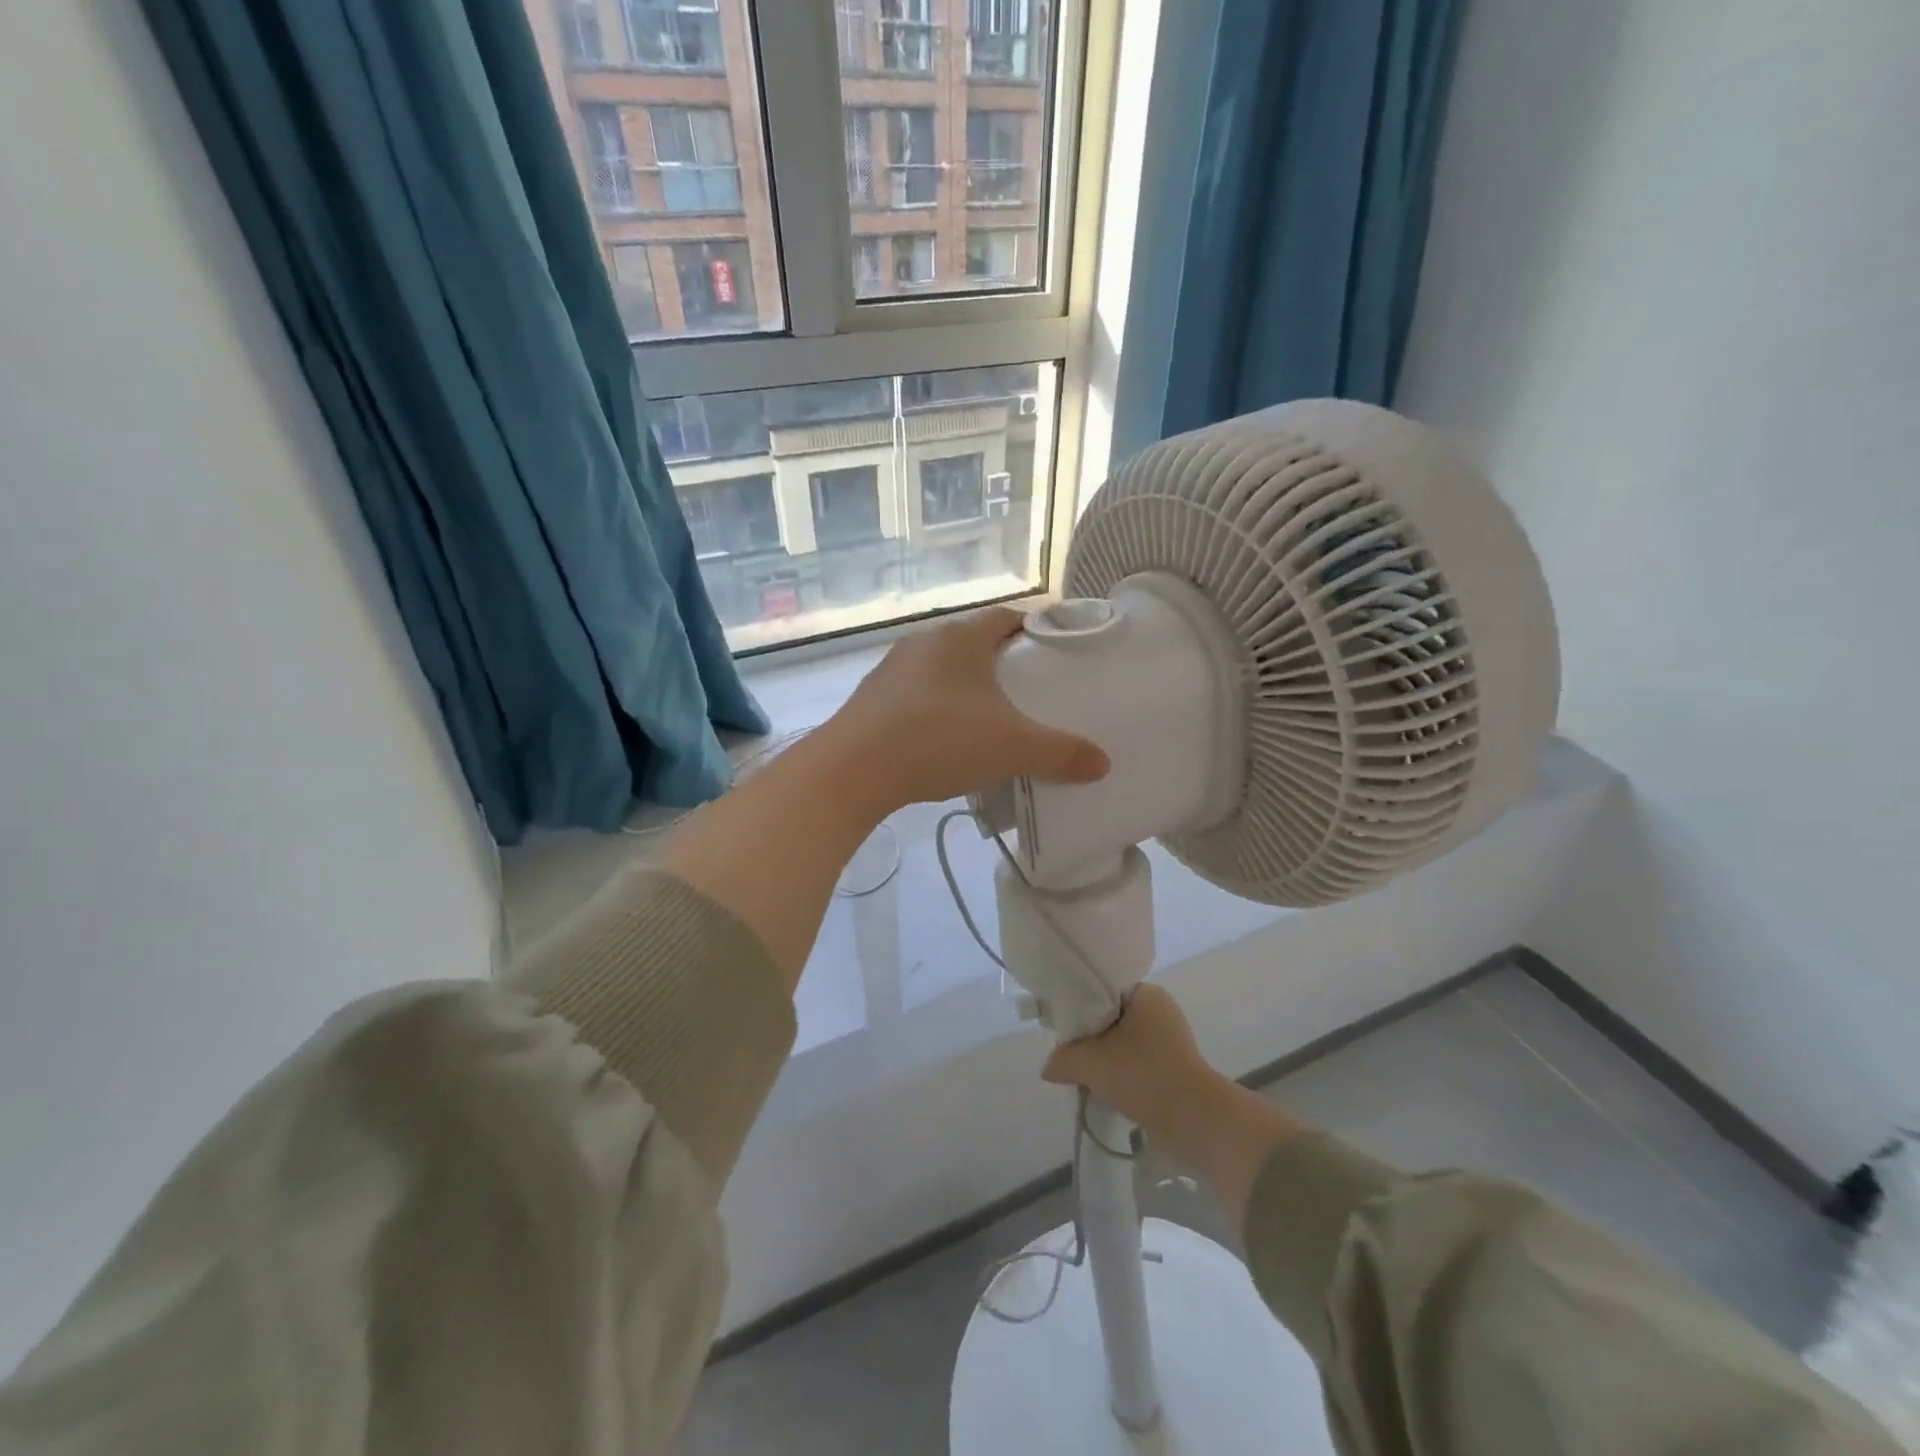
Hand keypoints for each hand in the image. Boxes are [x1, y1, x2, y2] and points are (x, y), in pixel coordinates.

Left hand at [826, 607, 1110, 811]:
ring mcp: (892, 668)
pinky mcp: (871, 697)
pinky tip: (944, 738)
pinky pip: (916, 694)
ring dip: (966, 687)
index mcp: (961, 637)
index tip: (1054, 652)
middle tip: (1029, 691)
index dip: (1033, 629)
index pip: (1006, 617)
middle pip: (974, 642)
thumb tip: (1103, 763)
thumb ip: (1060, 753)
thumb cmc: (940, 740)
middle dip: (1002, 662)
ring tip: (989, 718)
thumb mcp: (1012, 747)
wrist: (854, 769)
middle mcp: (924, 642)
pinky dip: (936, 708)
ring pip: (942, 669)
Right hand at [1044, 984, 1303, 1224]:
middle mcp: (1161, 1009)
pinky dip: (1121, 1072)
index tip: (1062, 1025)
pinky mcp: (1176, 1067)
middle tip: (1068, 1051)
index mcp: (1146, 993)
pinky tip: (1106, 1087)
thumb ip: (1063, 1059)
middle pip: (1111, 1017)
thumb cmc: (1143, 1075)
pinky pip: (1138, 1061)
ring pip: (1124, 1042)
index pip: (1102, 989)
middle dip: (1090, 1035)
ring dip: (1105, 1057)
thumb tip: (1048, 1067)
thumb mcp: (1092, 1063)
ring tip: (1083, 1072)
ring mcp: (1171, 1039)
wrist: (1195, 1120)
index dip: (1078, 1006)